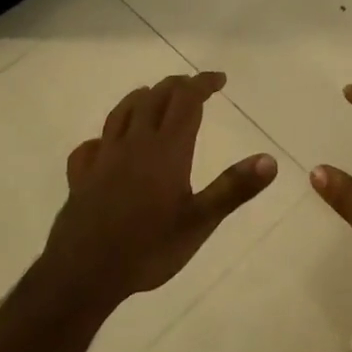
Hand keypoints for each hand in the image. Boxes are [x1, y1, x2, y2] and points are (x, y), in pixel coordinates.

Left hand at [42, 72, 277, 309]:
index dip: (202, 84)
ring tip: (151, 96)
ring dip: (141, 98)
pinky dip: (103, 137)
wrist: (85, 271)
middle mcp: (134, 143)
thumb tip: (269, 159)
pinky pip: (91, 146)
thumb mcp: (200, 221)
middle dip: (176, 86)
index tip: (219, 79)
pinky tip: (104, 145)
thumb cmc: (149, 247)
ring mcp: (103, 157)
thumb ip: (234, 188)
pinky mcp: (81, 176)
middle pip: (154, 99)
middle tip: (193, 87)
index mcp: (166, 149)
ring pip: (121, 113)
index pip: (186, 101)